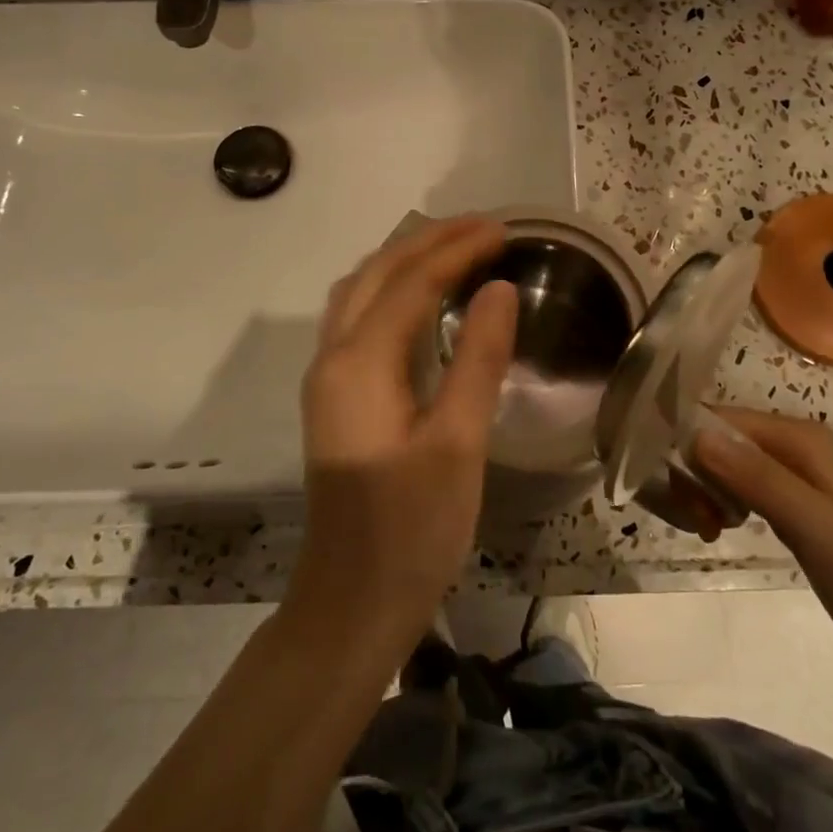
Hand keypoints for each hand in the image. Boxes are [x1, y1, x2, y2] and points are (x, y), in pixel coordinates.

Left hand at [284, 217, 518, 655]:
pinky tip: (419, 298)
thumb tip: (498, 288)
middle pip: (378, 274)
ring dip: (404, 260)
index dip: (458, 249)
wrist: (351, 603)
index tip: (504, 229)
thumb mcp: (458, 444)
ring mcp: (328, 378)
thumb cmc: (412, 530)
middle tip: (484, 228)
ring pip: (360, 291)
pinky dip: (391, 289)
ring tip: (454, 247)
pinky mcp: (336, 398)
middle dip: (429, 241)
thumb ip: (477, 359)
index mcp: (359, 363)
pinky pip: (358, 317)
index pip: (411, 281)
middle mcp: (333, 357)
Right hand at [692, 407, 832, 695]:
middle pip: (717, 439)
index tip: (668, 487)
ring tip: (706, 529)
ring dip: (703, 490)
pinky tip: (718, 529)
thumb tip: (695, 435)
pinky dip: (720, 504)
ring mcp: (794, 477)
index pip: (718, 418)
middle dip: (693, 471)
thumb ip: (757, 479)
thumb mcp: (814, 528)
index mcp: (799, 438)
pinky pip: (738, 488)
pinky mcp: (793, 506)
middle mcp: (794, 446)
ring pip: (723, 464)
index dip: (685, 443)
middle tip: (696, 521)